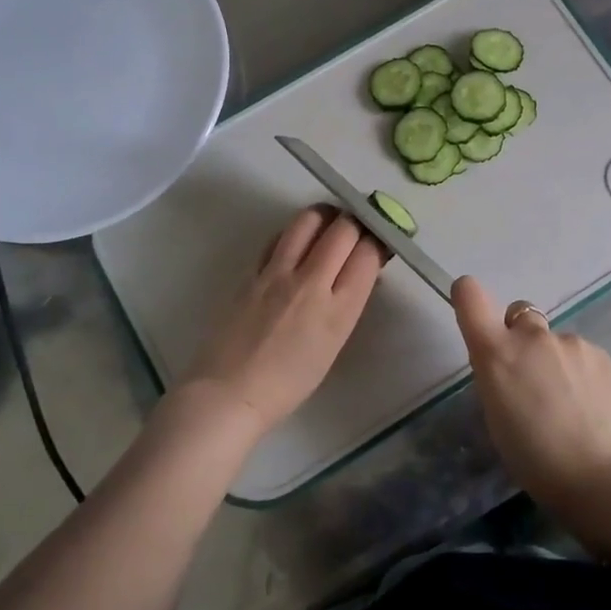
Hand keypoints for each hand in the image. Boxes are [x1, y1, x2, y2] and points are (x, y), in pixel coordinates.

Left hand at [179, 206, 384, 438]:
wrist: (229, 393)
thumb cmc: (288, 383)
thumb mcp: (333, 345)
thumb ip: (348, 303)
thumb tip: (360, 272)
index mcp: (339, 310)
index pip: (368, 253)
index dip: (379, 239)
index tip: (381, 238)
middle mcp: (311, 283)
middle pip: (343, 228)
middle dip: (357, 220)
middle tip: (358, 226)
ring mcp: (277, 274)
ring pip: (308, 220)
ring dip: (325, 215)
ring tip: (329, 223)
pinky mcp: (251, 272)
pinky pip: (279, 238)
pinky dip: (295, 232)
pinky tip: (296, 242)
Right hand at [452, 276, 610, 518]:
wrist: (603, 476)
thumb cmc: (536, 460)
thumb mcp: (497, 418)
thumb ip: (497, 378)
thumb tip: (507, 366)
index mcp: (496, 354)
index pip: (471, 297)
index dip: (468, 297)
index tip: (472, 308)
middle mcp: (531, 337)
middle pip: (519, 314)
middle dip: (520, 336)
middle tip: (530, 376)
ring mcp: (570, 342)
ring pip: (553, 339)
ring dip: (553, 359)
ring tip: (567, 402)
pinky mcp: (601, 353)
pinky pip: (580, 354)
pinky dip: (580, 371)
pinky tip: (590, 405)